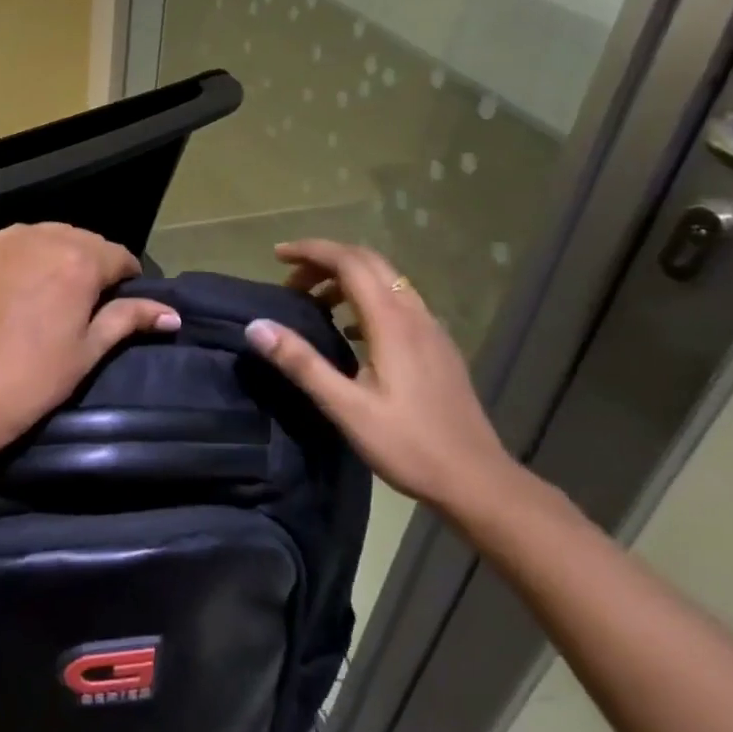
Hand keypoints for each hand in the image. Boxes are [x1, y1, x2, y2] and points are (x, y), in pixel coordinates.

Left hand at [0, 223, 179, 455]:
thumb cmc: (32, 379)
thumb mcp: (88, 351)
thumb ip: (129, 319)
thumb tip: (173, 314)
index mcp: (80, 261)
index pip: (119, 256)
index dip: (126, 278)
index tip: (121, 302)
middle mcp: (43, 238)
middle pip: (83, 241)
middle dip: (92, 264)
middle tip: (87, 302)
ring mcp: (3, 242)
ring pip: (47, 237)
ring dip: (58, 256)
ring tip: (53, 292)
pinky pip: (12, 244)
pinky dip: (25, 257)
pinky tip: (19, 286)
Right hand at [241, 239, 516, 512]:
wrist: (476, 480)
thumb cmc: (408, 445)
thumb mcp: (346, 408)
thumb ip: (301, 363)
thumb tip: (256, 326)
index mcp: (391, 322)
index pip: (349, 262)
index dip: (311, 251)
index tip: (276, 256)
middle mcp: (414, 314)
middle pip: (368, 262)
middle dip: (326, 260)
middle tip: (290, 280)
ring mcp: (431, 329)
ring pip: (386, 280)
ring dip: (346, 277)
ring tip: (314, 302)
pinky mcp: (438, 346)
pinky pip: (398, 301)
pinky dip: (366, 297)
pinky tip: (350, 330)